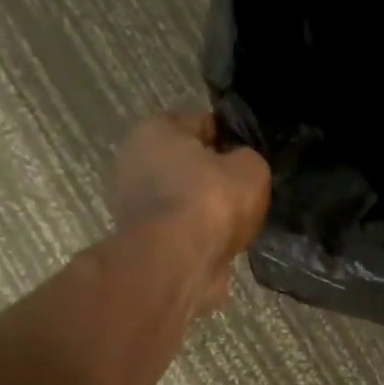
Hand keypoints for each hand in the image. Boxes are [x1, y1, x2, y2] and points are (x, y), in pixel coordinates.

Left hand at [109, 113, 269, 312]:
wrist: (178, 262)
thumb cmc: (211, 202)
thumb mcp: (251, 169)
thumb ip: (249, 159)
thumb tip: (242, 166)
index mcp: (157, 129)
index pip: (202, 123)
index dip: (230, 137)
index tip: (250, 158)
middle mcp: (135, 158)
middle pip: (186, 161)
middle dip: (212, 174)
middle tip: (243, 191)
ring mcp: (132, 201)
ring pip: (181, 197)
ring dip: (204, 208)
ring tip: (234, 222)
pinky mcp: (140, 237)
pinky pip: (178, 227)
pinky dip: (196, 233)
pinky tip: (218, 243)